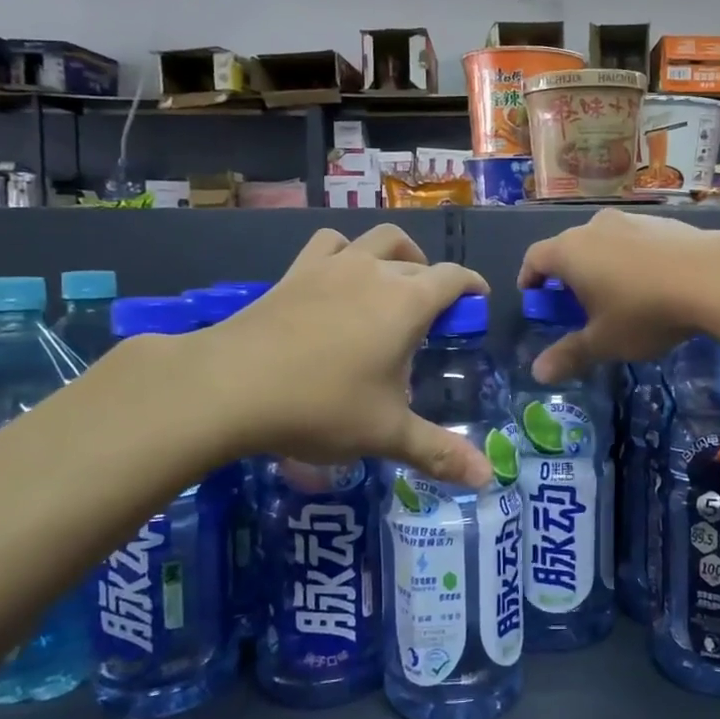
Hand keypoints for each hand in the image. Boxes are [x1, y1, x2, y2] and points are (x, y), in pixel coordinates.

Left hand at [203, 226, 492, 485]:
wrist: (231, 386)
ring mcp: (333, 266)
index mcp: (407, 303)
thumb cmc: (321, 406)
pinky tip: (340, 276)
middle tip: (432, 321)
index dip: (472, 287)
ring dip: (398, 254)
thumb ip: (440, 453)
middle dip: (435, 284)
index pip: (454, 278)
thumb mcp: (386, 434)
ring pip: (379, 239)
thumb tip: (488, 478)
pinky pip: (331, 244)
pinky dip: (346, 252)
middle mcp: (376, 273)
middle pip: (419, 263)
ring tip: (395, 282)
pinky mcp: (297, 271)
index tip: (477, 304)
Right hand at [516, 211, 719, 381]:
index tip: (532, 294)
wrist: (714, 276)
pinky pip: (635, 240)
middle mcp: (595, 227)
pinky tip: (653, 282)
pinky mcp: (664, 222)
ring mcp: (631, 220)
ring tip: (616, 293)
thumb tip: (538, 373)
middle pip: (569, 247)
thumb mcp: (604, 342)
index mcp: (570, 252)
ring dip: (601, 263)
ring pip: (604, 241)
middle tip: (575, 301)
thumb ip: (570, 354)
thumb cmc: (644, 311)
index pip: (535, 257)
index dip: (529, 277)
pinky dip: (632, 258)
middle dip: (567, 273)